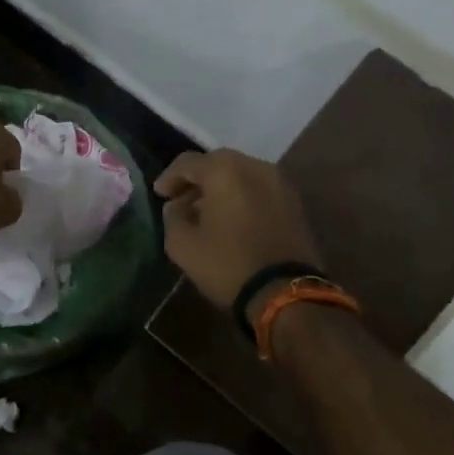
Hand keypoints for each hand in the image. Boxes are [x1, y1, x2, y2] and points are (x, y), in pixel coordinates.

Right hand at [155, 150, 322, 319]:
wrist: (284, 292)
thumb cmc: (228, 264)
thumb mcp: (182, 245)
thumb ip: (172, 217)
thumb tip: (177, 206)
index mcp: (225, 170)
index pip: (188, 163)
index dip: (169, 178)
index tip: (159, 195)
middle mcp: (255, 166)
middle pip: (217, 164)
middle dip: (196, 181)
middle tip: (181, 201)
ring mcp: (279, 183)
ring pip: (241, 175)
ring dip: (220, 189)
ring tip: (206, 213)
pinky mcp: (294, 202)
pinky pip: (258, 190)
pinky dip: (241, 198)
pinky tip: (231, 220)